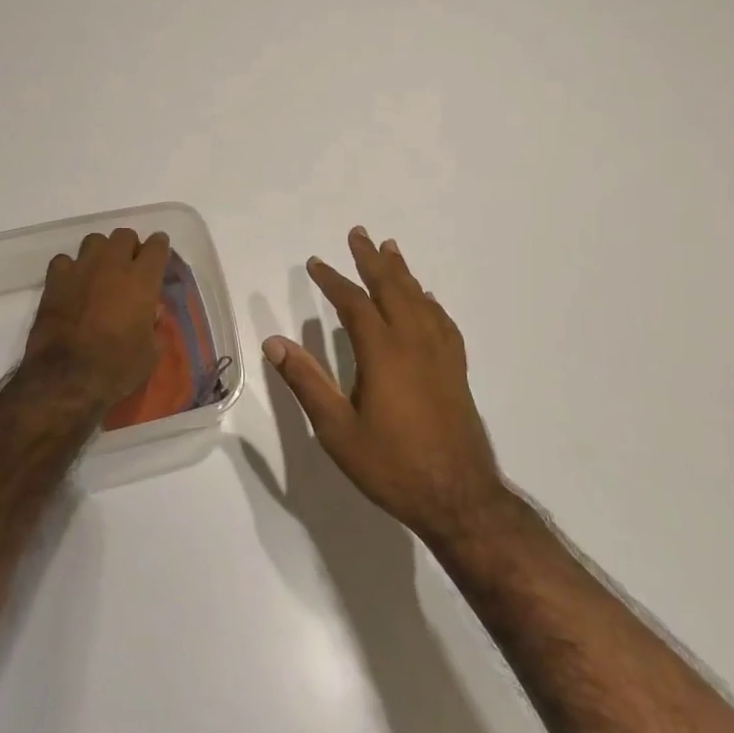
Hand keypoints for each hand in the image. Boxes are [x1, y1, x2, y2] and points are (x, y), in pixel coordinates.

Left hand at [23, 228, 170, 411]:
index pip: (157, 245)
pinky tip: (72, 285)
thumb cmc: (117, 368)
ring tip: (100, 272)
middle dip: (130, 247)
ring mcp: (80, 269)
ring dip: (101, 252)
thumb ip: (154, 325)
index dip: (159, 248)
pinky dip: (71, 269)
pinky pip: (64, 260)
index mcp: (142, 279)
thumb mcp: (151, 352)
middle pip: (124, 235)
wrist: (67, 379)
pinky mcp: (54, 280)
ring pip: (94, 240)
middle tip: (130, 267)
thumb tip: (152, 313)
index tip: (159, 255)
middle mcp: (112, 265)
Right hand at [263, 228, 507, 542]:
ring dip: (402, 273)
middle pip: (392, 288)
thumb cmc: (392, 465)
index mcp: (383, 352)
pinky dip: (428, 301)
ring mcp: (440, 355)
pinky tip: (426, 299)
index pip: (354, 303)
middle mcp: (414, 342)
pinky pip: (442, 321)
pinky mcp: (456, 370)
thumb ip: (306, 383)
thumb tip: (275, 342)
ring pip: (420, 299)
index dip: (332, 280)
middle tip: (359, 234)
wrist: (458, 498)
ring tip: (391, 250)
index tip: (315, 263)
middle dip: (372, 261)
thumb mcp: (337, 430)